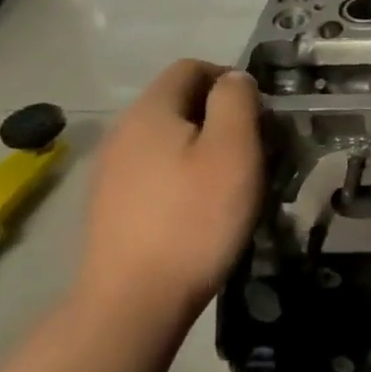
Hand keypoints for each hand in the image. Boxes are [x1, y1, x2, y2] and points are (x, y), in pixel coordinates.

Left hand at [77, 60, 263, 327]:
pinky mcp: (110, 206)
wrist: (132, 304)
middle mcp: (122, 131)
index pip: (191, 67)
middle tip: (252, 149)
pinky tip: (197, 209)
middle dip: (218, 115)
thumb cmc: (194, 219)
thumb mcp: (233, 150)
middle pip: (177, 102)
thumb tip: (233, 78)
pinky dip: (180, 175)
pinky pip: (153, 170)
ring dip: (201, 147)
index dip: (229, 78)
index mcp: (150, 110)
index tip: (259, 113)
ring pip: (166, 138)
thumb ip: (236, 100)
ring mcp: (110, 171)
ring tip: (229, 181)